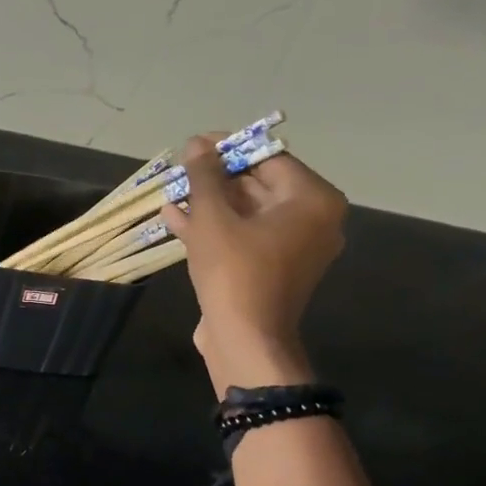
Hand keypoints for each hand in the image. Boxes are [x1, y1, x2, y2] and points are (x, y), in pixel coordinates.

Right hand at [159, 133, 346, 392]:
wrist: (244, 340)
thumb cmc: (235, 271)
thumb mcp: (213, 217)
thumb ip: (205, 176)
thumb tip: (197, 144)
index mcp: (312, 201)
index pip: (269, 158)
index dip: (228, 148)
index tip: (195, 145)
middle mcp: (313, 221)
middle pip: (259, 186)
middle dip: (216, 178)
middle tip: (181, 169)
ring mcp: (294, 249)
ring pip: (247, 214)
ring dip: (209, 203)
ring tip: (172, 192)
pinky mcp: (273, 270)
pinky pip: (245, 237)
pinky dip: (215, 228)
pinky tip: (175, 219)